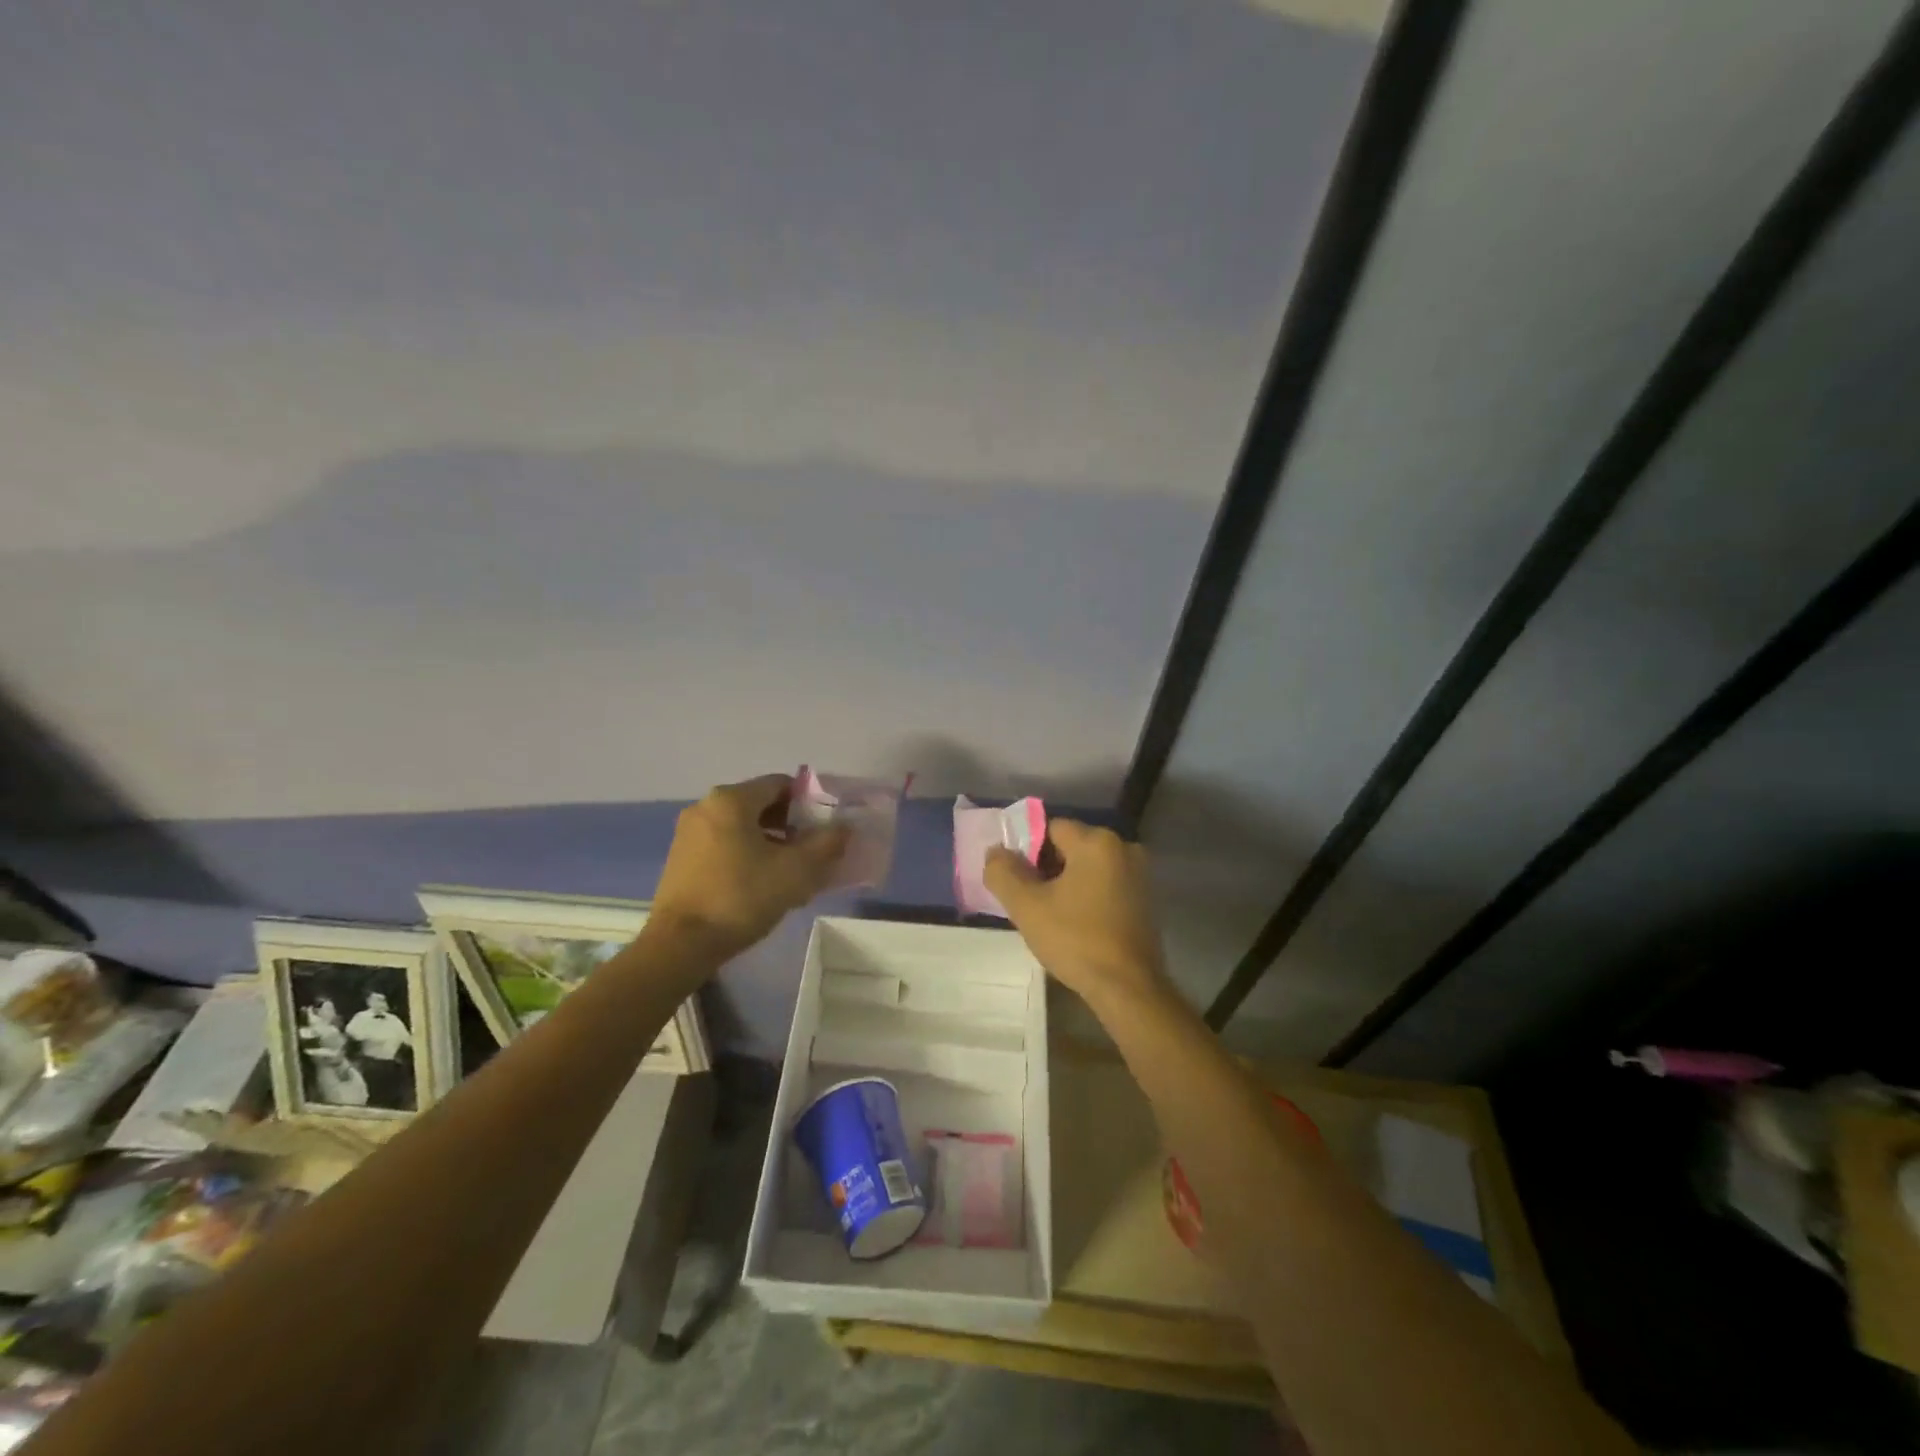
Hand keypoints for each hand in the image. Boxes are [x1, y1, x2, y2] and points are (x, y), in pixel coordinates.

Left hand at [647, 775, 849, 960]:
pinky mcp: (681, 858)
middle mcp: (706, 807)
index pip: (781, 784)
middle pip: (760, 804)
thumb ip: (826, 844)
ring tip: (790, 872)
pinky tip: (760, 883)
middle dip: (790, 825)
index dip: (809, 802)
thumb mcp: (796, 871)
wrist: (680, 945)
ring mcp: (689, 833)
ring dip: (770, 842)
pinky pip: (724, 844)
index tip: (824, 829)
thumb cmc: (741, 898)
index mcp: (731, 800)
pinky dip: (746, 854)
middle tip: (812, 852)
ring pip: (742, 826)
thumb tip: (844, 827)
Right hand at [984, 819, 1169, 1007]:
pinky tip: (1075, 925)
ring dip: (1065, 884)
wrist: (1128, 989)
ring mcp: (1139, 875)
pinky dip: (1086, 896)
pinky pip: (1104, 885)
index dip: (1026, 851)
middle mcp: (1123, 848)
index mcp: (1097, 841)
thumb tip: (996, 851)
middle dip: (1045, 868)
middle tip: (1029, 901)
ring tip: (1049, 916)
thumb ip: (1003, 872)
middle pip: (1070, 846)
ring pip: (1087, 867)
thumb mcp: (1027, 906)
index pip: (1049, 828)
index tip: (1016, 881)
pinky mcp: (1144, 900)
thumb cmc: (1076, 940)